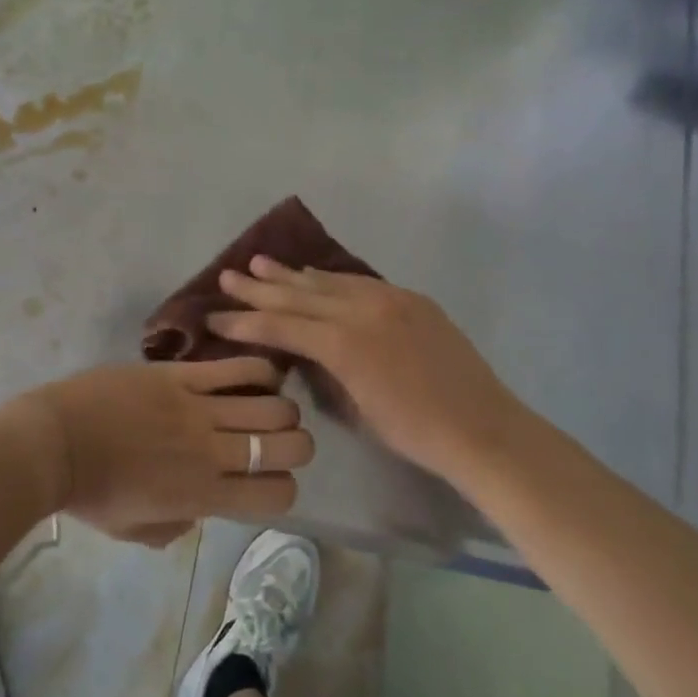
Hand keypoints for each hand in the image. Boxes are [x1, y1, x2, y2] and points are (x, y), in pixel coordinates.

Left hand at [24, 357, 312, 545]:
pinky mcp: (182, 375)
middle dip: (296, 443)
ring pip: (272, 403)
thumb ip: (180, 523)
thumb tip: (203, 505)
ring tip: (270, 404)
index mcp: (204, 496)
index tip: (270, 479)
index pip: (277, 494)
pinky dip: (260, 370)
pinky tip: (262, 374)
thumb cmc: (91, 493)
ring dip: (282, 407)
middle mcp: (213, 453)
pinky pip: (237, 368)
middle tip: (280, 438)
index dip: (284, 487)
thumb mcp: (138, 530)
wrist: (55, 442)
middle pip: (288, 444)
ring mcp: (199, 409)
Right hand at [209, 257, 522, 483]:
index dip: (245, 321)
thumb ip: (325, 371)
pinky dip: (331, 279)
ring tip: (261, 263)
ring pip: (329, 281)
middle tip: (228, 275)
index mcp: (344, 344)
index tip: (215, 315)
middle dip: (260, 287)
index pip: (282, 326)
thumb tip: (305, 351)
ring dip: (293, 275)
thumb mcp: (356, 408)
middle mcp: (362, 310)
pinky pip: (359, 282)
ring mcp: (389, 298)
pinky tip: (315, 275)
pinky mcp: (410, 298)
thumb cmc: (414, 433)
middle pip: (300, 294)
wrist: (482, 427)